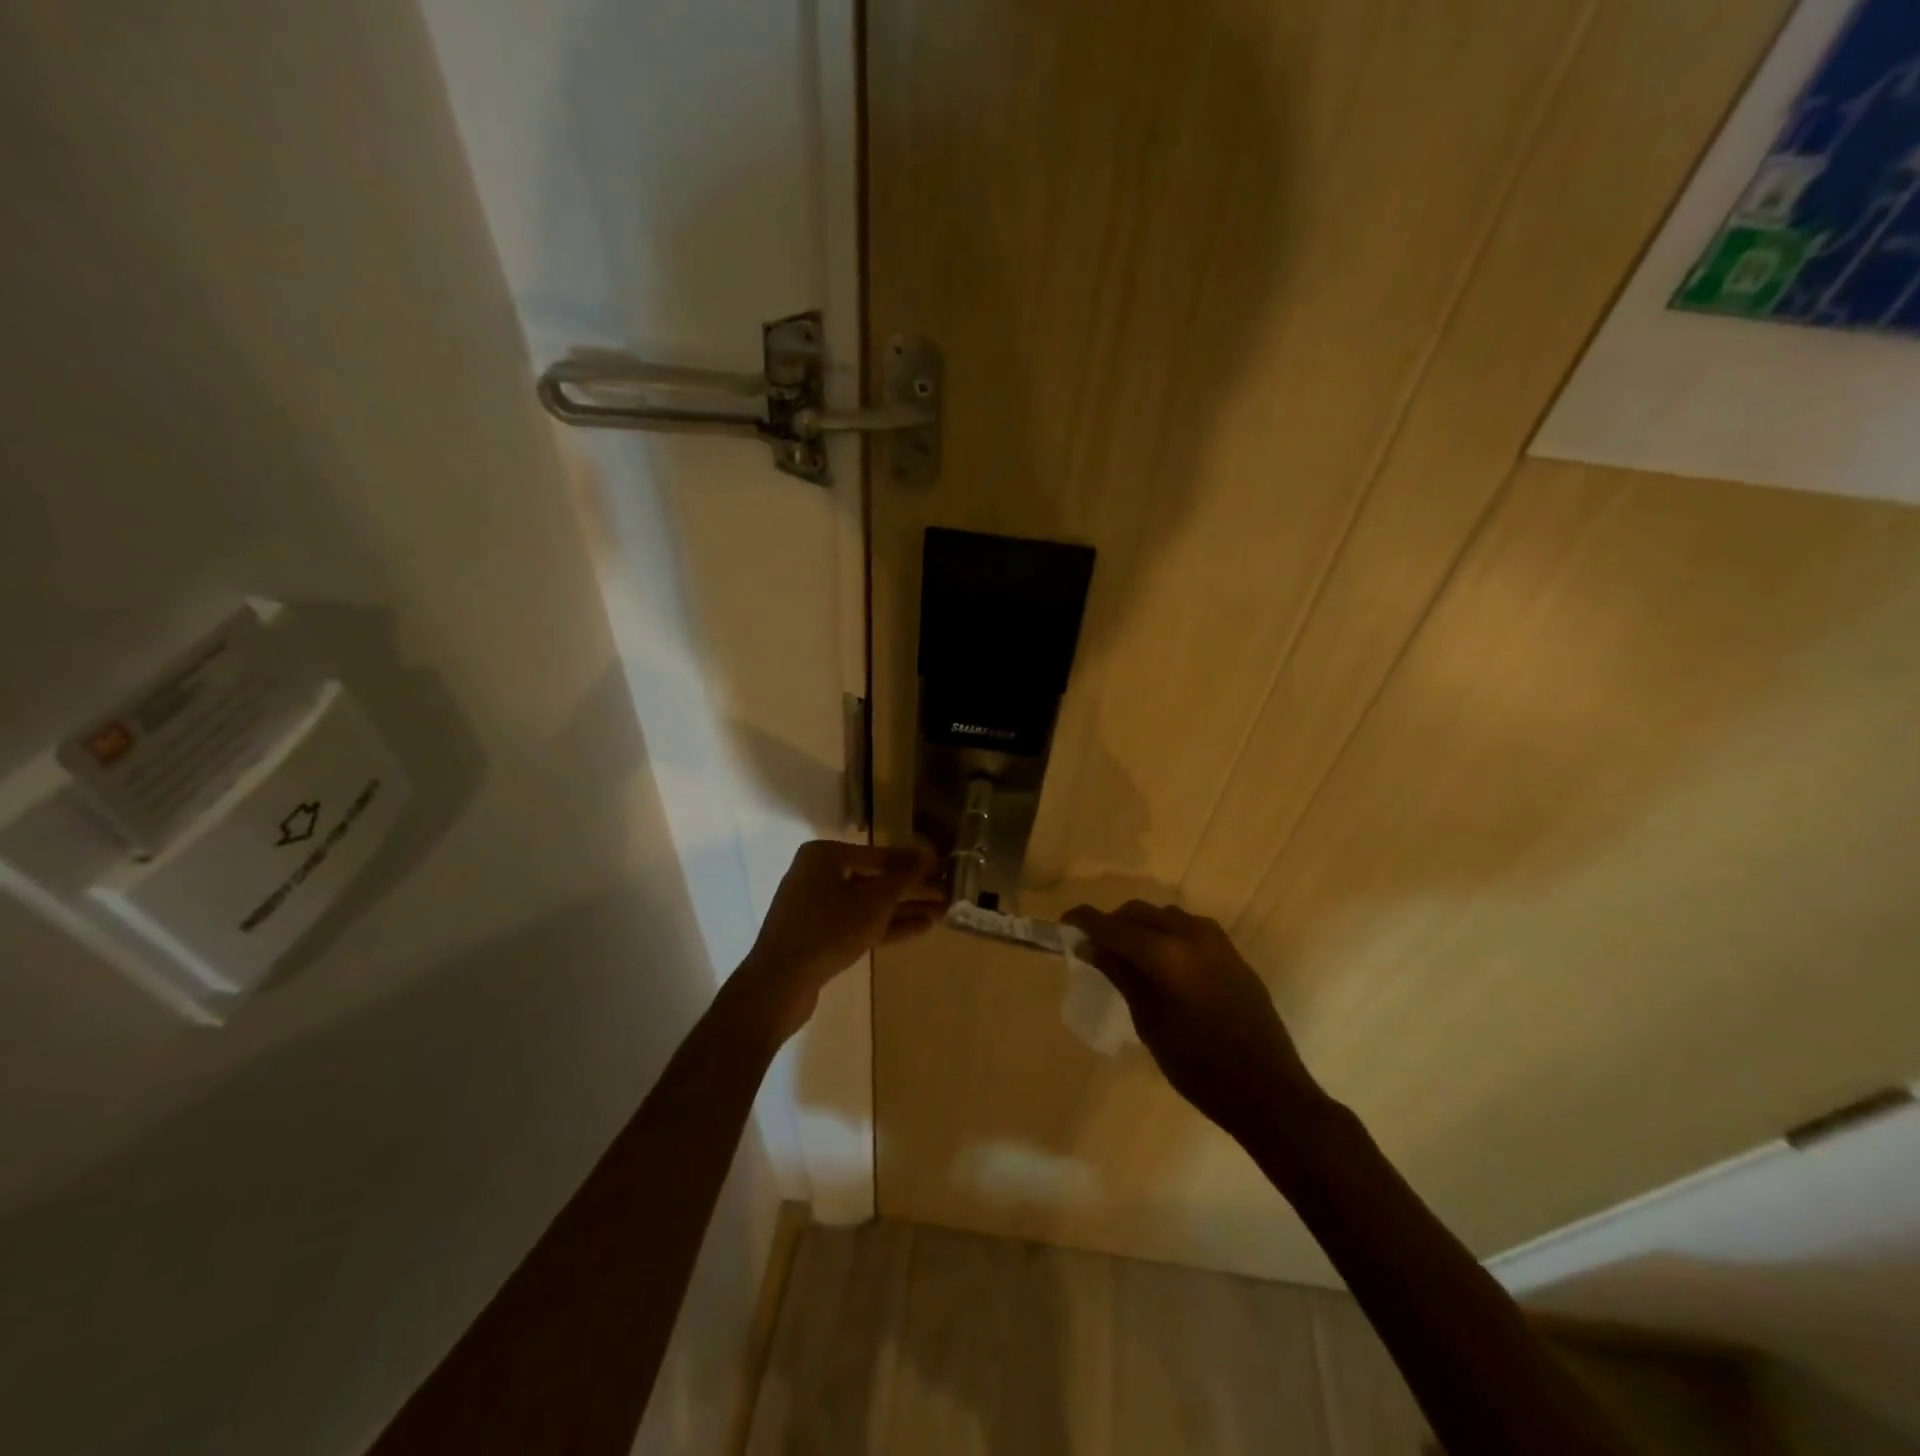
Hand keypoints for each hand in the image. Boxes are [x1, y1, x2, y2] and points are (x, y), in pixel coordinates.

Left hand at [733, 840, 943, 1042]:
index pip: (880, 854)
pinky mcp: (820, 935)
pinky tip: (920, 928)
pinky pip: (859, 923)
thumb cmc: (828, 929)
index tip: (945, 868)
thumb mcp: (874, 902)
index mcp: (825, 856)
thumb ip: (904, 877)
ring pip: (869, 904)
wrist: (779, 983)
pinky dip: (887, 925)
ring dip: (905, 909)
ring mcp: (817, 907)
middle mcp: (819, 875)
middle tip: (948, 894)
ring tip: (942, 913)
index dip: (915, 863)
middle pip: (876, 879)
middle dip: (913, 889)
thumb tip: (929, 854)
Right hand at [1063, 901, 1322, 1139]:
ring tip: (1127, 954)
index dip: (1085, 921)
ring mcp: (1217, 942)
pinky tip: (1163, 962)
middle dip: (1113, 922)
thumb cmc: (1199, 1067)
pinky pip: (1190, 929)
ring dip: (1142, 926)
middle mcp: (1191, 936)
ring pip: (1166, 916)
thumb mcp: (1149, 1023)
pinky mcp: (1232, 954)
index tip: (1064, 922)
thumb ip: (1121, 976)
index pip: (1114, 926)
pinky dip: (1168, 934)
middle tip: (1093, 944)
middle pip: (1140, 913)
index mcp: (1167, 955)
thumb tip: (1090, 946)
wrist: (1268, 1091)